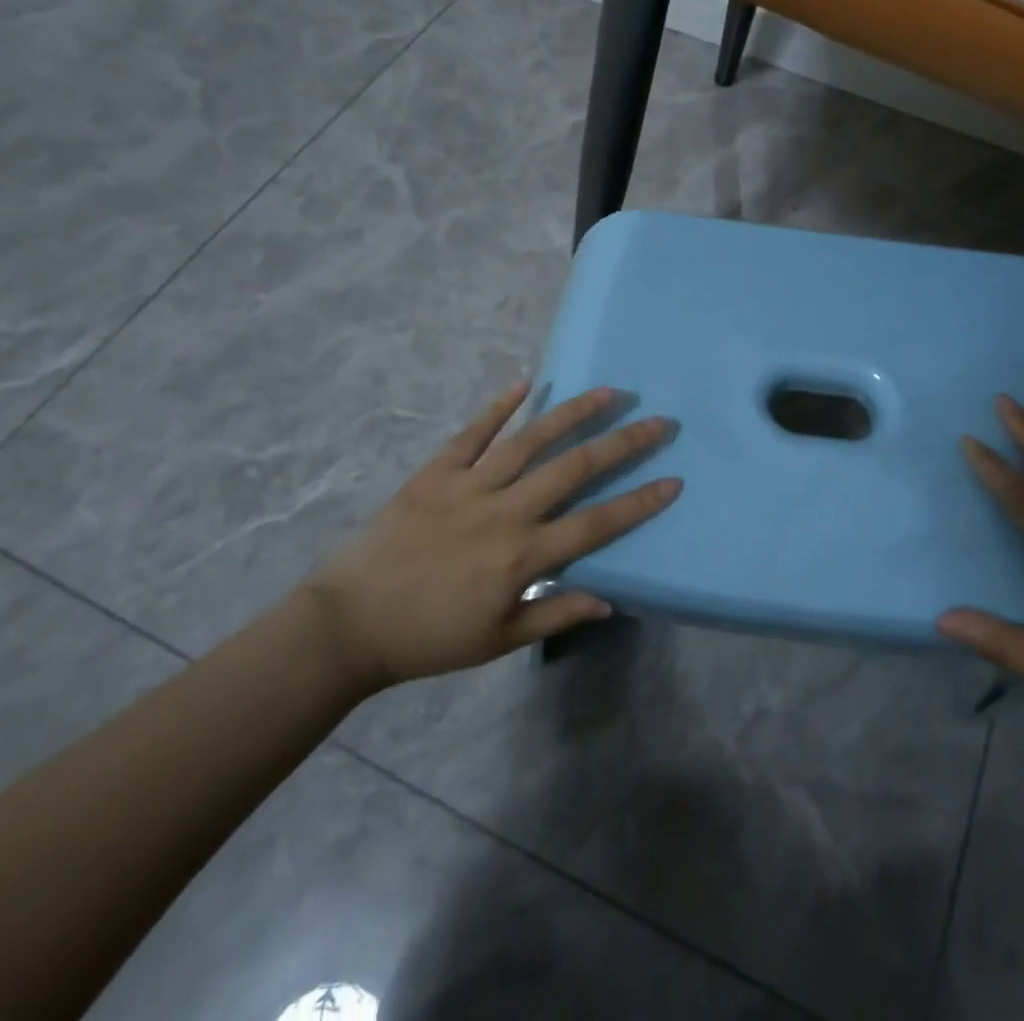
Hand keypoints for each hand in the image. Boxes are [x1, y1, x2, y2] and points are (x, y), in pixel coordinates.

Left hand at [303, 381, 679, 688]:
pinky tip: (526, 383)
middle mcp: (505, 512)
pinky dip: (499, 406)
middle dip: (622, 443)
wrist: (349, 623)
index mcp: (523, 556)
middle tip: (657, 421)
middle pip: (575, 468)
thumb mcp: (499, 639)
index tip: (673, 480)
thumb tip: (611, 600)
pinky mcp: (436, 472)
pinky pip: (472, 433)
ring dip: (573, 413)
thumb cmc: (430, 638)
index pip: (597, 523)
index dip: (639, 502)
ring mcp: (469, 485)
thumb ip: (556, 612)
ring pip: (531, 440)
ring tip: (607, 392)